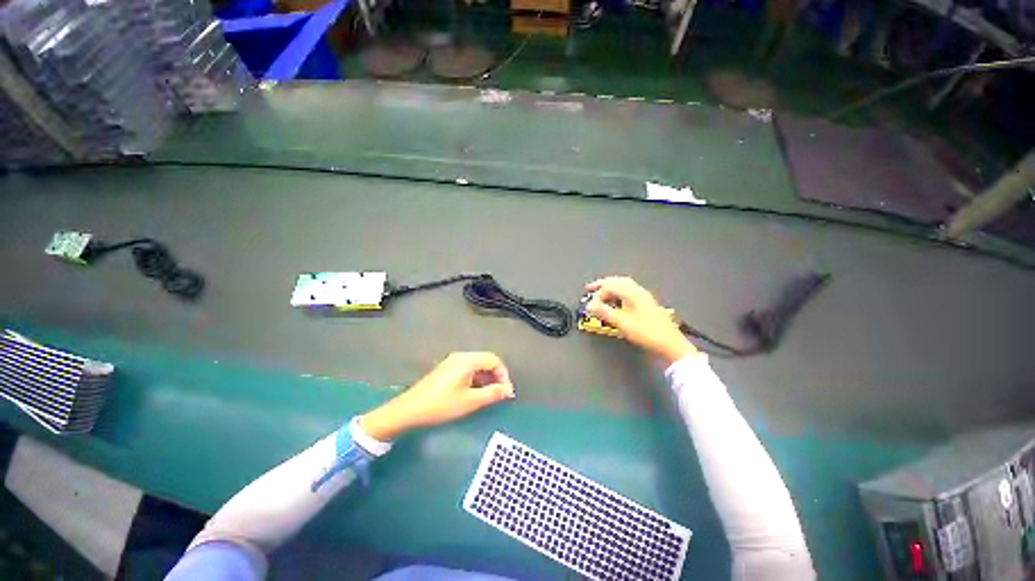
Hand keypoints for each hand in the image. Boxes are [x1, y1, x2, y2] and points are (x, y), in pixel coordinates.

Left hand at [360, 352, 514, 440]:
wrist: (410, 409)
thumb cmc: (442, 404)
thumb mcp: (471, 401)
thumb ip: (492, 393)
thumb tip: (507, 390)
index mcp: (468, 360)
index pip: (494, 360)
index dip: (503, 374)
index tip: (506, 391)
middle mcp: (461, 356)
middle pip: (486, 360)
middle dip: (495, 376)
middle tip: (499, 393)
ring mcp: (452, 362)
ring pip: (477, 365)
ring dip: (486, 378)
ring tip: (488, 395)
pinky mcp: (446, 369)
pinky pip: (467, 369)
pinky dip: (476, 378)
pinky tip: (474, 392)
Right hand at [586, 276, 697, 364]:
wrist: (670, 344)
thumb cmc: (646, 332)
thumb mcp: (622, 323)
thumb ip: (604, 312)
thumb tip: (589, 305)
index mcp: (632, 293)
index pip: (610, 286)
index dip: (597, 294)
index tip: (590, 305)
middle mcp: (639, 291)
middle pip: (618, 281)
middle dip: (603, 284)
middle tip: (590, 288)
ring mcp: (644, 297)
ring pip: (624, 286)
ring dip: (611, 288)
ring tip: (601, 295)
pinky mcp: (647, 304)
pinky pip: (629, 292)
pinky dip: (618, 293)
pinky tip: (615, 302)